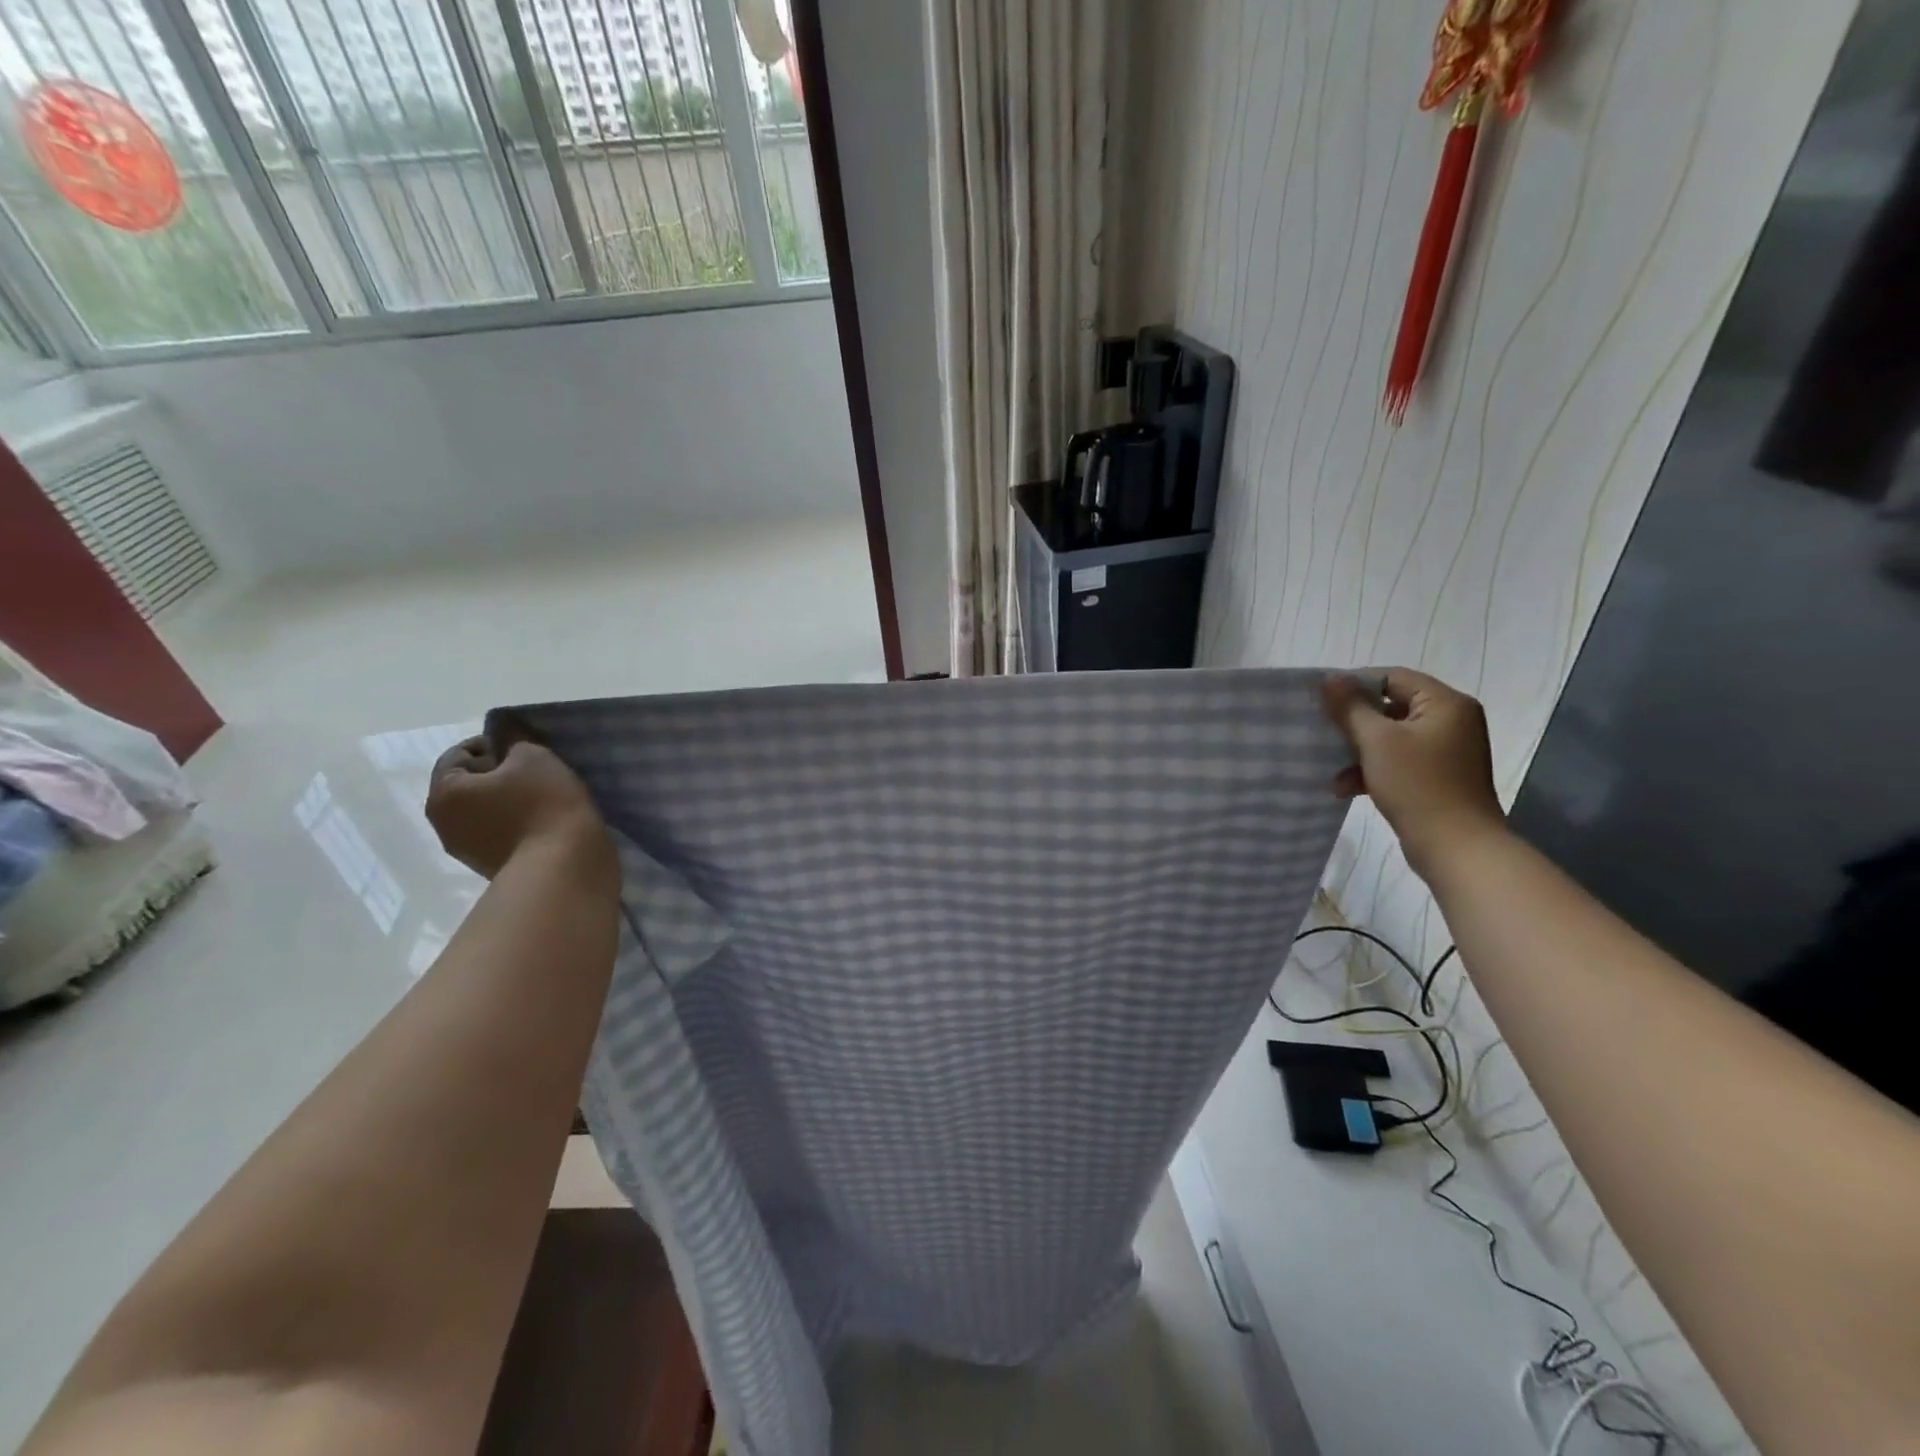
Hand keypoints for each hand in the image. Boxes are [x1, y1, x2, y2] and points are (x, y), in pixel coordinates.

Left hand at [425, 734, 613, 883]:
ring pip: (486, 809)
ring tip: (546, 796)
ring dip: (510, 799)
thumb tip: (506, 736)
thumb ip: (514, 740)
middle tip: (539, 770)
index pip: (460, 753)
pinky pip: (501, 832)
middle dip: (500, 773)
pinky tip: (547, 820)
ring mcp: (467, 851)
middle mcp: (444, 824)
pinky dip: (519, 822)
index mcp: (444, 793)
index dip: (494, 743)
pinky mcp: (492, 867)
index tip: (528, 747)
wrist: (565, 867)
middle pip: (470, 783)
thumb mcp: (533, 756)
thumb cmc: (544, 804)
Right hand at [1322, 668, 1506, 874]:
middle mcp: (1452, 721)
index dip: (1355, 684)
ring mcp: (1446, 751)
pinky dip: (1372, 769)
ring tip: (1331, 768)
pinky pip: (1398, 761)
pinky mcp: (1437, 776)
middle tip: (1321, 730)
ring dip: (1358, 750)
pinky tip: (1346, 788)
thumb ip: (1350, 707)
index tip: (1321, 699)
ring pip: (1390, 737)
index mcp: (1446, 704)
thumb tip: (1329, 679)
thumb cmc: (1418, 785)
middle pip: (1391, 707)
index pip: (1393, 677)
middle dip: (1353, 722)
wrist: (1456, 847)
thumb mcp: (1377, 741)